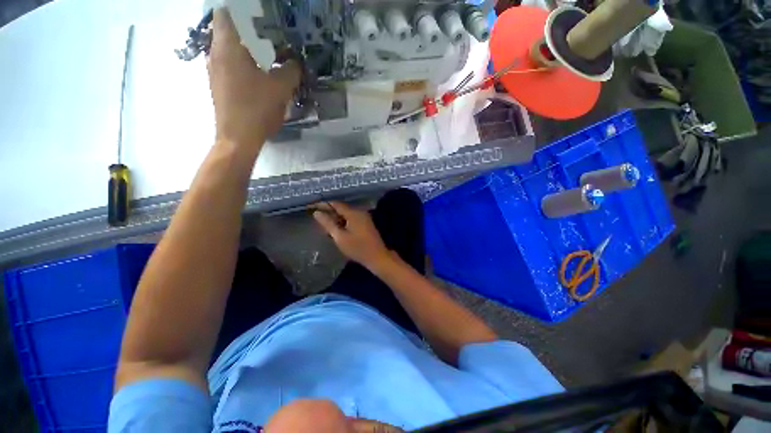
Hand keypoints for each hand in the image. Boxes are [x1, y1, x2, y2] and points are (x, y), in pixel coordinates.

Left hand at [207, 9, 300, 148]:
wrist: (238, 138)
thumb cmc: (257, 108)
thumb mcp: (281, 88)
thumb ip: (291, 70)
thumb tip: (295, 62)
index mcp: (227, 47)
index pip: (227, 12)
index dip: (242, 10)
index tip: (261, 16)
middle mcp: (216, 54)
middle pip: (229, 30)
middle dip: (250, 30)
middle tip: (272, 36)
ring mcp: (215, 70)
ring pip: (230, 49)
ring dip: (249, 49)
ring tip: (270, 56)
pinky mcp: (219, 85)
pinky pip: (231, 64)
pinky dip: (245, 63)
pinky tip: (262, 75)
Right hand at [313, 202, 392, 269]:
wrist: (377, 257)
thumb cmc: (357, 248)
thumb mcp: (340, 236)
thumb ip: (328, 223)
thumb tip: (317, 212)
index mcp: (353, 213)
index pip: (336, 204)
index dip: (323, 204)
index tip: (312, 206)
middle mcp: (359, 212)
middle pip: (341, 208)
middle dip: (329, 212)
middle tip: (317, 218)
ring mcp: (364, 217)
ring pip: (346, 214)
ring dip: (336, 218)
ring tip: (325, 225)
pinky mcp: (366, 223)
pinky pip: (351, 219)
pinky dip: (343, 222)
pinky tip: (336, 229)